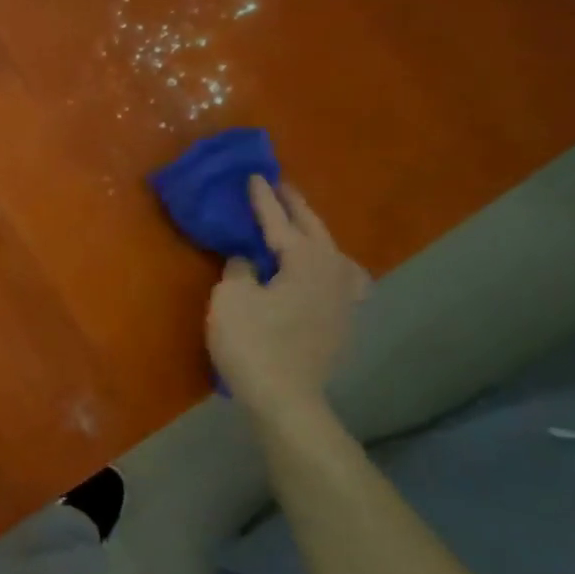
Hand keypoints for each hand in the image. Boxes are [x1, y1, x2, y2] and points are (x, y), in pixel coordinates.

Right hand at [207, 177, 368, 416]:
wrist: (285, 397)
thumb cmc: (253, 343)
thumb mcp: (231, 299)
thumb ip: (239, 269)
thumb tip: (248, 259)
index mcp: (305, 260)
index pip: (280, 222)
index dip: (263, 200)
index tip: (255, 176)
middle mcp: (332, 271)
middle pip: (314, 230)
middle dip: (296, 207)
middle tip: (281, 186)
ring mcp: (342, 298)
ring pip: (333, 252)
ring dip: (315, 234)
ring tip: (304, 226)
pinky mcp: (340, 320)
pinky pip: (340, 278)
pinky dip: (331, 265)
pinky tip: (328, 273)